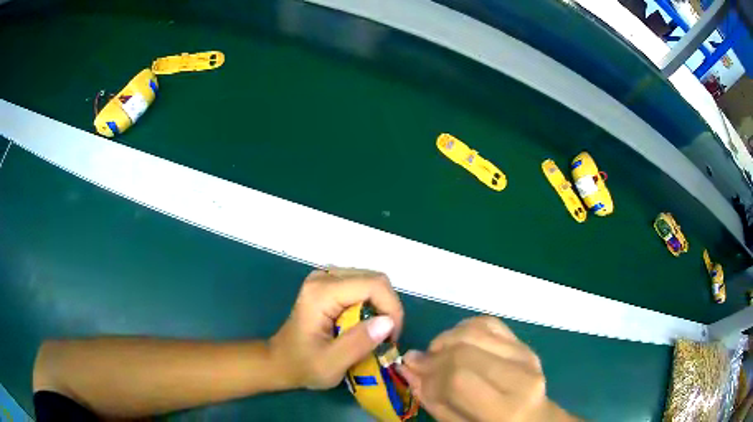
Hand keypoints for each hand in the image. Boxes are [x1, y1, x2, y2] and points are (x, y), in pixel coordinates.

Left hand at [270, 267, 403, 389]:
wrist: (279, 362)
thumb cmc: (303, 365)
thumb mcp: (332, 363)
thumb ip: (358, 343)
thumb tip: (388, 321)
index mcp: (322, 292)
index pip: (373, 285)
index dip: (391, 309)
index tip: (391, 338)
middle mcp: (324, 277)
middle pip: (375, 280)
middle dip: (388, 309)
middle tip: (385, 337)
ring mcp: (325, 278)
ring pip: (372, 282)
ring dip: (381, 307)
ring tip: (375, 333)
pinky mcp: (328, 284)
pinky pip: (363, 286)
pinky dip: (371, 305)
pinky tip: (364, 324)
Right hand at [398, 317, 577, 421]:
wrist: (532, 419)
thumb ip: (432, 398)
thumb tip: (407, 366)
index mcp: (505, 408)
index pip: (458, 377)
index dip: (429, 371)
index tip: (411, 369)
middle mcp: (521, 376)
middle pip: (466, 349)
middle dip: (434, 353)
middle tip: (419, 361)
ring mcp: (526, 354)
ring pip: (477, 329)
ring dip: (448, 337)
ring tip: (438, 352)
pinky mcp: (524, 343)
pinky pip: (490, 322)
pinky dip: (466, 327)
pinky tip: (457, 342)